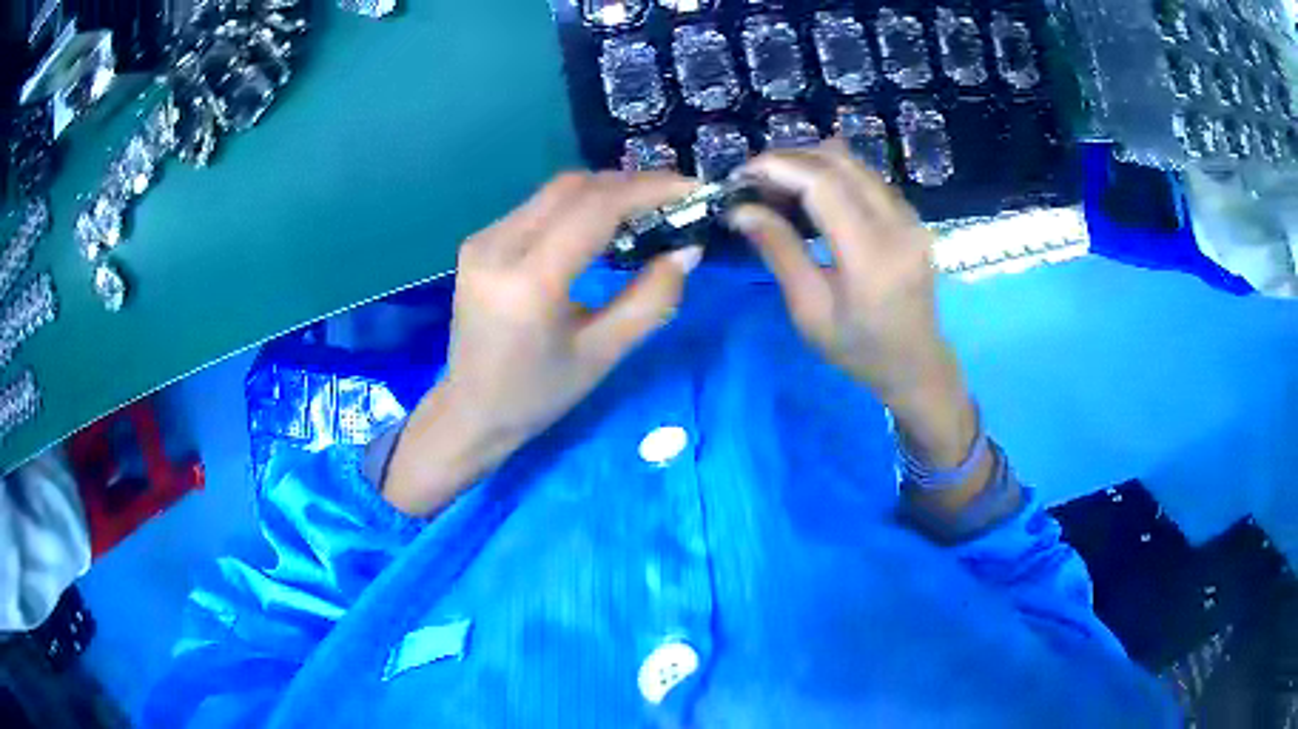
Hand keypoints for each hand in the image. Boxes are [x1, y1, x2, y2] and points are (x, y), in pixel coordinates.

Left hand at [382, 172, 701, 515]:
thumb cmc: (539, 393)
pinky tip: (601, 225)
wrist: (471, 410)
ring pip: (555, 192)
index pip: (595, 209)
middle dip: (629, 184)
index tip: (691, 188)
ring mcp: (483, 240)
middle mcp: (498, 247)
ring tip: (645, 209)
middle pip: (573, 187)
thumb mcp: (603, 355)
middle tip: (673, 198)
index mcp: (529, 282)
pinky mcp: (479, 242)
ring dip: (604, 192)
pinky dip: (577, 206)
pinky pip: (537, 207)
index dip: (648, 189)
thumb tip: (688, 250)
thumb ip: (651, 300)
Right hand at [729, 141, 975, 466]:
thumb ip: (779, 252)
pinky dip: (832, 175)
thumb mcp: (809, 311)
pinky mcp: (912, 216)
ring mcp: (911, 217)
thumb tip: (741, 210)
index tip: (742, 175)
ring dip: (810, 163)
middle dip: (789, 159)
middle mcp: (897, 224)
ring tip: (777, 186)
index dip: (779, 167)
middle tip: (755, 180)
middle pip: (839, 162)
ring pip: (854, 163)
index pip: (824, 184)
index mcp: (871, 255)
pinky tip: (811, 195)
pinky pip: (867, 178)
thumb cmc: (859, 349)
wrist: (916, 363)